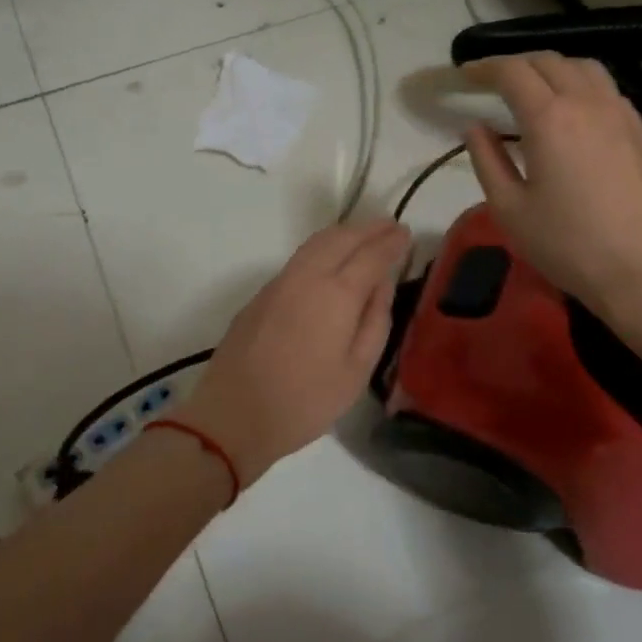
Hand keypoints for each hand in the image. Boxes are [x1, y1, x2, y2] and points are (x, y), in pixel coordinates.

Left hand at [176, 219, 410, 486]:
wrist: (234, 414)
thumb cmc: (305, 401)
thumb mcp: (357, 370)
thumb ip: (375, 320)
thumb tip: (383, 284)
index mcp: (337, 294)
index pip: (371, 255)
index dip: (391, 242)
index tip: (407, 233)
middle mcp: (307, 276)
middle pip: (341, 237)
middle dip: (368, 228)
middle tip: (390, 227)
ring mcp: (279, 282)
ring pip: (316, 243)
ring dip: (344, 233)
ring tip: (364, 236)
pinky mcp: (261, 294)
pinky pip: (299, 258)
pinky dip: (322, 248)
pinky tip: (330, 260)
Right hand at [462, 52, 641, 368]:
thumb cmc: (568, 245)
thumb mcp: (510, 209)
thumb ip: (486, 160)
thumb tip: (474, 127)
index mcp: (549, 118)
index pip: (512, 71)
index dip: (484, 68)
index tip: (464, 75)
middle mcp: (587, 102)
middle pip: (548, 61)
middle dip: (515, 64)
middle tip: (491, 82)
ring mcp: (621, 113)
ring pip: (583, 67)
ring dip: (551, 68)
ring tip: (532, 89)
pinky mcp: (641, 131)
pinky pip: (606, 89)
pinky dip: (580, 84)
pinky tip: (572, 111)